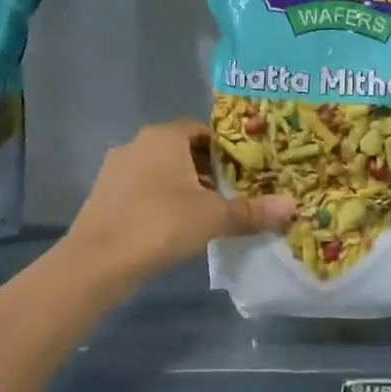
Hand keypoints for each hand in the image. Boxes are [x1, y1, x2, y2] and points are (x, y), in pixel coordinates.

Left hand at [63, 120, 293, 292]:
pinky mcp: (103, 196)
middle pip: (181, 150)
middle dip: (207, 169)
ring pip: (160, 171)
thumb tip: (293, 207)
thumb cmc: (160, 224)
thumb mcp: (214, 217)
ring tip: (207, 213)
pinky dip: (160, 201)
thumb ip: (252, 211)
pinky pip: (142, 190)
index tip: (245, 171)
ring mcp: (115, 170)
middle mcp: (137, 144)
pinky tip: (174, 227)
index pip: (201, 130)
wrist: (97, 261)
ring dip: (183, 187)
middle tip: (232, 193)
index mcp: (163, 137)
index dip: (226, 149)